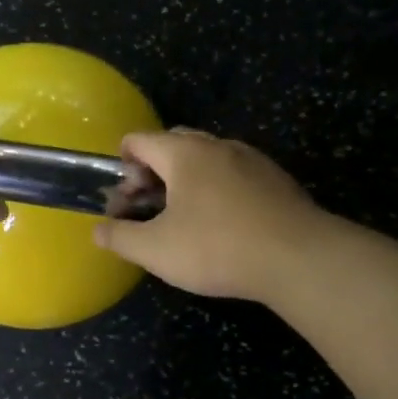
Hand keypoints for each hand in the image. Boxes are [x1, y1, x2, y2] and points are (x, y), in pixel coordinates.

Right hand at [93, 129, 322, 299]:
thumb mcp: (156, 250)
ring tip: (183, 217)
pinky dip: (217, 189)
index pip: (139, 140)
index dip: (122, 166)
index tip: (124, 199)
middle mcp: (217, 145)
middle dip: (153, 171)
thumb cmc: (217, 248)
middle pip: (172, 144)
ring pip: (206, 158)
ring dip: (186, 180)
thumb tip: (98, 231)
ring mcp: (251, 159)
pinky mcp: (276, 180)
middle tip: (149, 207)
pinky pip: (233, 174)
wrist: (299, 258)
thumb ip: (120, 238)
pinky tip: (222, 224)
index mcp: (184, 153)